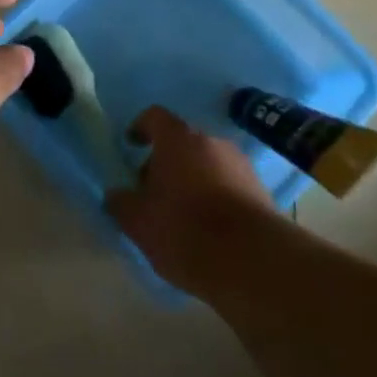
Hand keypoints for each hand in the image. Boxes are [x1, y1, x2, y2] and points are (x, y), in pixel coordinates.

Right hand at [106, 106, 273, 294]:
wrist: (253, 260)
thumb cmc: (185, 230)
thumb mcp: (138, 222)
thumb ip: (121, 202)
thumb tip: (116, 195)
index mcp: (177, 139)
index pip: (154, 117)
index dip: (140, 128)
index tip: (131, 146)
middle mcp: (210, 141)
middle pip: (181, 142)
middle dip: (165, 163)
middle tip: (153, 193)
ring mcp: (240, 164)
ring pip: (206, 164)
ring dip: (192, 180)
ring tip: (182, 215)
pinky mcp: (260, 189)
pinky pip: (227, 184)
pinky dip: (214, 197)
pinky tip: (208, 228)